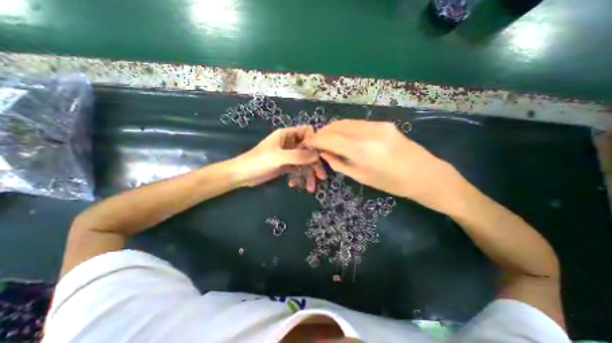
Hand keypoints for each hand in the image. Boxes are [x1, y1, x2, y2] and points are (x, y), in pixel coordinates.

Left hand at [231, 125, 324, 189]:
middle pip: (308, 150)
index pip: (307, 132)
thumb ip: (298, 155)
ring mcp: (288, 155)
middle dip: (314, 164)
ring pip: (304, 162)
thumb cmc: (258, 162)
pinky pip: (297, 169)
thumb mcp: (278, 157)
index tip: (318, 155)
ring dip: (308, 174)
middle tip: (321, 177)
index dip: (314, 142)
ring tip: (310, 188)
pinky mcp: (286, 165)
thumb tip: (317, 155)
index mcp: (287, 135)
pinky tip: (294, 185)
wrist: (242, 175)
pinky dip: (298, 177)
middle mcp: (290, 143)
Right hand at [303, 120, 466, 211]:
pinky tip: (342, 136)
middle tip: (315, 141)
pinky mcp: (384, 123)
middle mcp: (369, 133)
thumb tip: (324, 153)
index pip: (331, 139)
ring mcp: (378, 125)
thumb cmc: (392, 184)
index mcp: (363, 151)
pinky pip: (357, 124)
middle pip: (337, 127)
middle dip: (323, 132)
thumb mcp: (362, 177)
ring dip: (333, 129)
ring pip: (346, 123)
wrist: (426, 175)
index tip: (307, 142)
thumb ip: (339, 163)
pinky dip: (345, 129)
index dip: (316, 139)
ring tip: (326, 138)